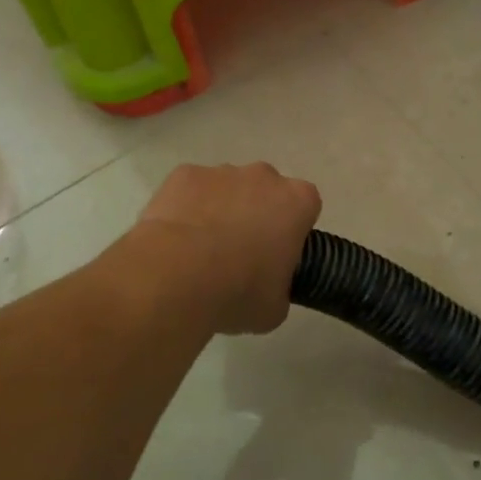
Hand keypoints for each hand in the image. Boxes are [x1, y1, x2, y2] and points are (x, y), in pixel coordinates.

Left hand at [126, 163, 322, 334]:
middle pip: (266, 191)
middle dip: (257, 214)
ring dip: (220, 211)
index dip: (292, 231)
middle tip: (240, 254)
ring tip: (199, 252)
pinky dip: (186, 209)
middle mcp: (264, 177)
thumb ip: (280, 286)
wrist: (175, 277)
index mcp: (296, 202)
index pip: (306, 207)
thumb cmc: (237, 292)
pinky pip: (191, 190)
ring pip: (227, 189)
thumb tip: (268, 286)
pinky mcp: (184, 174)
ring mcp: (221, 172)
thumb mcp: (275, 307)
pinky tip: (174, 241)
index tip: (278, 255)